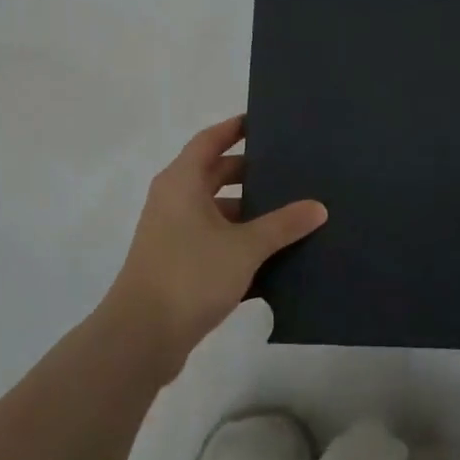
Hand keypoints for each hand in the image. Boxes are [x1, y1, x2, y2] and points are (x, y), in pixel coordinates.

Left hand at [102, 114, 326, 380]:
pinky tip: (271, 254)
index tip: (264, 122)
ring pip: (215, 210)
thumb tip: (318, 207)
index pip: (210, 140)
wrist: (141, 337)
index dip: (235, 128)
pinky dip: (237, 240)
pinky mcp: (176, 263)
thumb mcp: (245, 247)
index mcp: (182, 182)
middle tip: (288, 170)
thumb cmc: (190, 275)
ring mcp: (172, 233)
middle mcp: (173, 200)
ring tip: (288, 212)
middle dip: (249, 172)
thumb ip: (283, 225)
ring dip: (246, 210)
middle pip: (214, 173)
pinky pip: (212, 239)